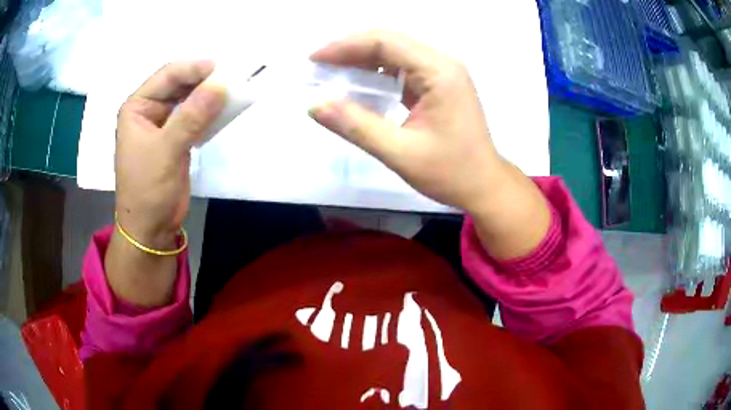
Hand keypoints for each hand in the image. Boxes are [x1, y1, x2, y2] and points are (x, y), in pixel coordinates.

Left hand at [115, 61, 224, 248]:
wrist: (151, 228)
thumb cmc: (148, 189)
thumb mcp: (166, 150)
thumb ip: (191, 116)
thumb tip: (221, 85)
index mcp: (137, 107)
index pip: (168, 76)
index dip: (194, 68)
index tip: (223, 69)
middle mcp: (149, 111)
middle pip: (179, 84)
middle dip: (204, 80)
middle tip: (232, 78)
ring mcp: (163, 124)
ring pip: (189, 99)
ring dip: (209, 95)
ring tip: (233, 91)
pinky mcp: (176, 139)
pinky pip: (195, 117)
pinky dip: (210, 113)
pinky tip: (224, 110)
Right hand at [309, 31, 549, 259]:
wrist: (484, 185)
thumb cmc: (450, 172)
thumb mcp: (399, 153)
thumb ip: (356, 126)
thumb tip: (315, 105)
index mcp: (439, 71)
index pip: (384, 42)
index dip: (344, 46)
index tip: (314, 60)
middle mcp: (442, 63)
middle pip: (389, 42)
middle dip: (350, 50)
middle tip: (318, 67)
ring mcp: (443, 72)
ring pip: (394, 52)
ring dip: (361, 60)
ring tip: (332, 75)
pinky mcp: (439, 83)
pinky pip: (402, 68)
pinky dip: (377, 73)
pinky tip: (358, 86)